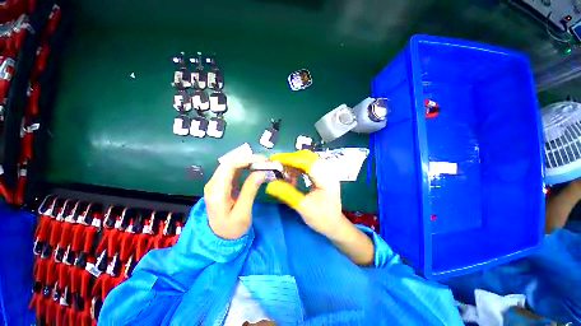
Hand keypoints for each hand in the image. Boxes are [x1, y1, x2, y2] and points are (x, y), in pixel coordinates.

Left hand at [204, 155, 266, 239]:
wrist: (219, 238)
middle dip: (247, 159)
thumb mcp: (243, 212)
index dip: (246, 159)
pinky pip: (231, 170)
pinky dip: (243, 167)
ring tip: (261, 163)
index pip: (229, 167)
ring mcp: (215, 183)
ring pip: (230, 165)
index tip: (262, 161)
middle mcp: (212, 184)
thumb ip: (250, 191)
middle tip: (264, 161)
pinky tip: (253, 168)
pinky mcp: (220, 184)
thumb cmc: (232, 229)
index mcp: (216, 192)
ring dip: (246, 161)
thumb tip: (260, 173)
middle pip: (229, 163)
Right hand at [265, 151, 344, 236]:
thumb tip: (270, 185)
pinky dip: (298, 168)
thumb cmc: (321, 218)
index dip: (290, 159)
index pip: (307, 162)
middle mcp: (327, 171)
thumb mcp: (303, 207)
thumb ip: (287, 194)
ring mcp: (326, 172)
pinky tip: (292, 175)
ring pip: (308, 160)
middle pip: (308, 157)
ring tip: (282, 170)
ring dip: (294, 163)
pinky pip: (309, 166)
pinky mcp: (322, 175)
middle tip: (277, 164)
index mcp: (326, 178)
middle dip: (291, 159)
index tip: (275, 159)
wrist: (334, 224)